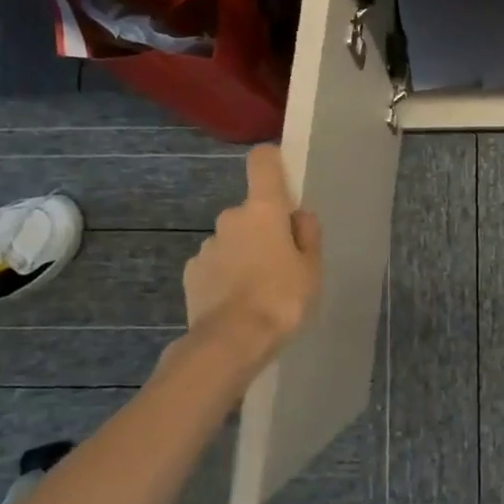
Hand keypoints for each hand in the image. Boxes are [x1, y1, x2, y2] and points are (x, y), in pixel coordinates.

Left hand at [183, 144, 322, 364]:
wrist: (231, 341)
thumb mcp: (312, 269)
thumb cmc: (282, 299)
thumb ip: (308, 236)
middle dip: (265, 230)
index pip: (262, 162)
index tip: (283, 180)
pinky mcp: (191, 272)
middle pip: (251, 211)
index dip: (272, 163)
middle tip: (283, 264)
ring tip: (259, 291)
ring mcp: (207, 245)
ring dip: (245, 254)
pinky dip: (226, 276)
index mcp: (264, 210)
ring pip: (233, 240)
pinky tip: (237, 304)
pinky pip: (216, 264)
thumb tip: (298, 216)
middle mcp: (231, 218)